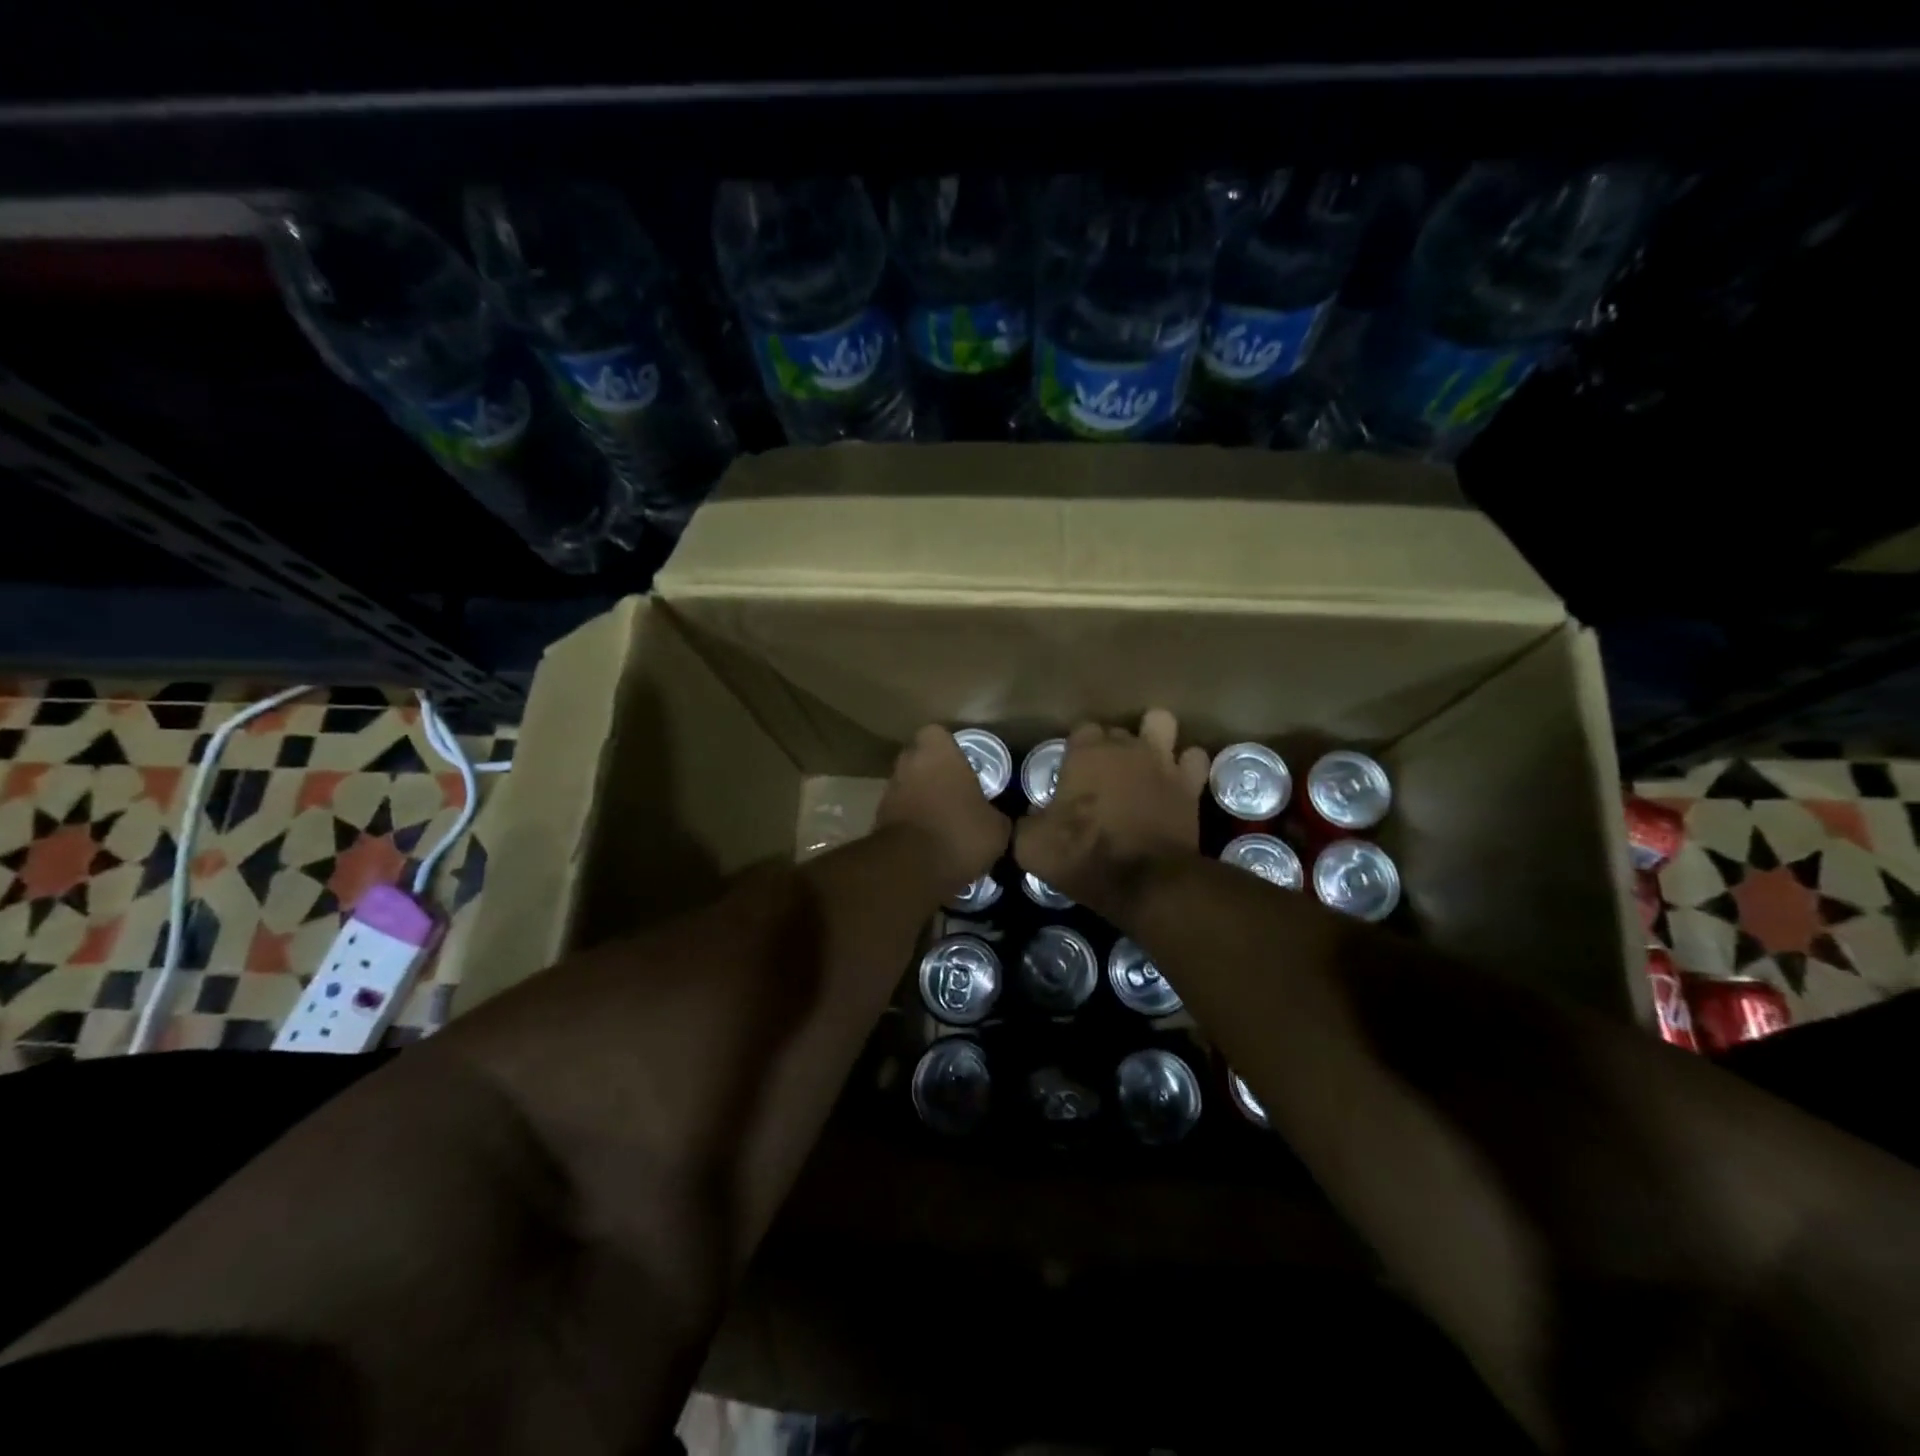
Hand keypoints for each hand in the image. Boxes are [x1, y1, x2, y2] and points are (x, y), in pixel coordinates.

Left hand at [875, 725, 1011, 895]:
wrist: (910, 869)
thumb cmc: (959, 833)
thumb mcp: (997, 828)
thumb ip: (997, 813)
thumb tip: (997, 817)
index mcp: (937, 752)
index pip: (937, 734)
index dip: (950, 748)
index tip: (965, 765)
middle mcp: (908, 764)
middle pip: (920, 759)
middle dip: (935, 772)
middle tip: (957, 792)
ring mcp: (889, 791)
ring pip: (908, 785)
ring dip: (922, 797)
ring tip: (945, 820)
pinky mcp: (878, 819)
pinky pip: (901, 811)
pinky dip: (913, 820)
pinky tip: (931, 840)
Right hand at [1015, 709, 1208, 920]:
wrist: (1144, 882)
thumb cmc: (1082, 856)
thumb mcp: (1031, 845)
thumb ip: (1027, 822)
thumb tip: (1029, 817)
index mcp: (1086, 753)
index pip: (1080, 731)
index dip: (1077, 751)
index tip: (1072, 775)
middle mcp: (1125, 747)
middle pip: (1117, 730)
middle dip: (1111, 748)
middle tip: (1103, 779)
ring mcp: (1162, 761)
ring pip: (1161, 723)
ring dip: (1154, 738)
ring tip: (1145, 762)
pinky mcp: (1190, 785)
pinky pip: (1195, 758)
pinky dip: (1186, 766)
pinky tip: (1176, 781)